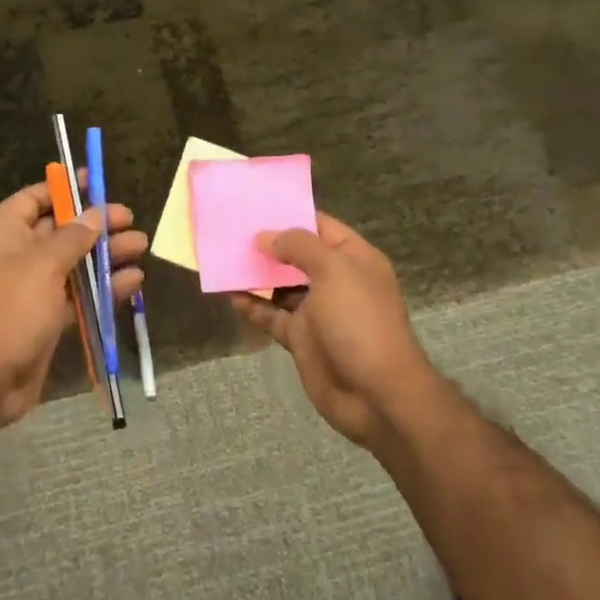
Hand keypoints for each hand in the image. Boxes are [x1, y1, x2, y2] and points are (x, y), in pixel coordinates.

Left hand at [0, 179, 146, 427]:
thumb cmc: (10, 309)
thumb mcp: (43, 265)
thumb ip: (73, 237)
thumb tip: (94, 214)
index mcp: (4, 233)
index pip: (34, 198)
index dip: (64, 189)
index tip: (95, 183)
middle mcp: (17, 255)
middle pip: (60, 230)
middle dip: (95, 224)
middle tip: (130, 219)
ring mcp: (32, 288)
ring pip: (74, 263)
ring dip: (105, 255)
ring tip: (140, 246)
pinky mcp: (46, 318)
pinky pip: (78, 294)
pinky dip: (103, 287)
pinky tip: (133, 281)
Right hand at [229, 212, 435, 445]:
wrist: (377, 395)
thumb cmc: (359, 321)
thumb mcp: (333, 270)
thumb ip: (299, 246)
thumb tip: (266, 237)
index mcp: (353, 258)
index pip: (319, 225)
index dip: (289, 213)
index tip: (254, 204)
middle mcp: (335, 280)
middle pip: (296, 255)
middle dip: (267, 244)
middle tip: (229, 230)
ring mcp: (317, 310)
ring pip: (280, 285)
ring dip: (255, 275)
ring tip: (223, 259)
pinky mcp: (301, 338)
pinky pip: (272, 316)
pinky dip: (252, 306)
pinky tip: (230, 296)